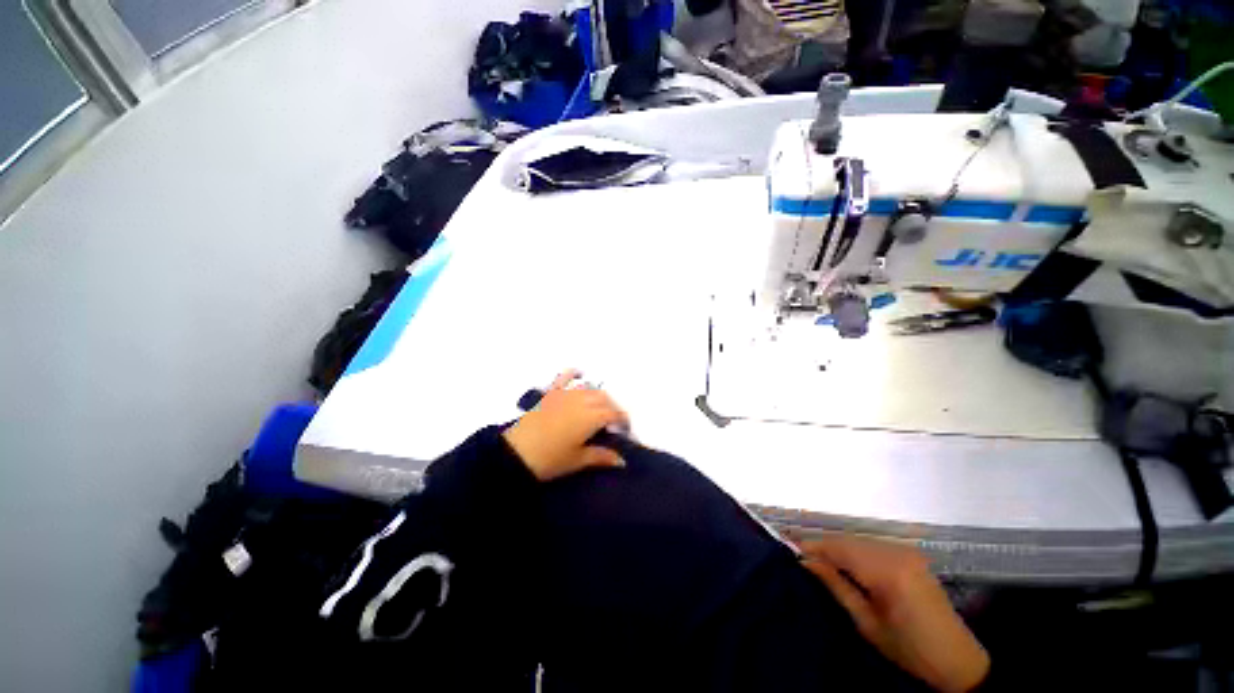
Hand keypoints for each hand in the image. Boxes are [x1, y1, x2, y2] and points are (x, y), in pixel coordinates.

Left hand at [503, 371, 629, 481]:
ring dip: (599, 395)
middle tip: (614, 422)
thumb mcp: (577, 460)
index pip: (614, 413)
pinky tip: (580, 373)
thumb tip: (622, 461)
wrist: (515, 454)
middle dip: (613, 407)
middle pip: (604, 398)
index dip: (623, 420)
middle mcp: (581, 401)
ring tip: (600, 407)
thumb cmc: (550, 460)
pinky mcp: (550, 393)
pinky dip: (574, 374)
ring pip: (589, 388)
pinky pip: (564, 377)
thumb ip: (601, 456)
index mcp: (590, 417)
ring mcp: (565, 394)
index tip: (626, 430)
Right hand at [799, 535, 989, 692]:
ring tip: (818, 558)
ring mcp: (906, 551)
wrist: (958, 661)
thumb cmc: (910, 650)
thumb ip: (836, 586)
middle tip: (800, 554)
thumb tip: (806, 561)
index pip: (839, 547)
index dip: (812, 545)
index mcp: (888, 571)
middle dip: (822, 545)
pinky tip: (844, 561)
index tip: (789, 547)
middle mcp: (897, 552)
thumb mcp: (867, 624)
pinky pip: (872, 544)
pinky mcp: (910, 554)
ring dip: (837, 546)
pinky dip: (854, 549)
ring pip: (858, 539)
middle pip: (848, 539)